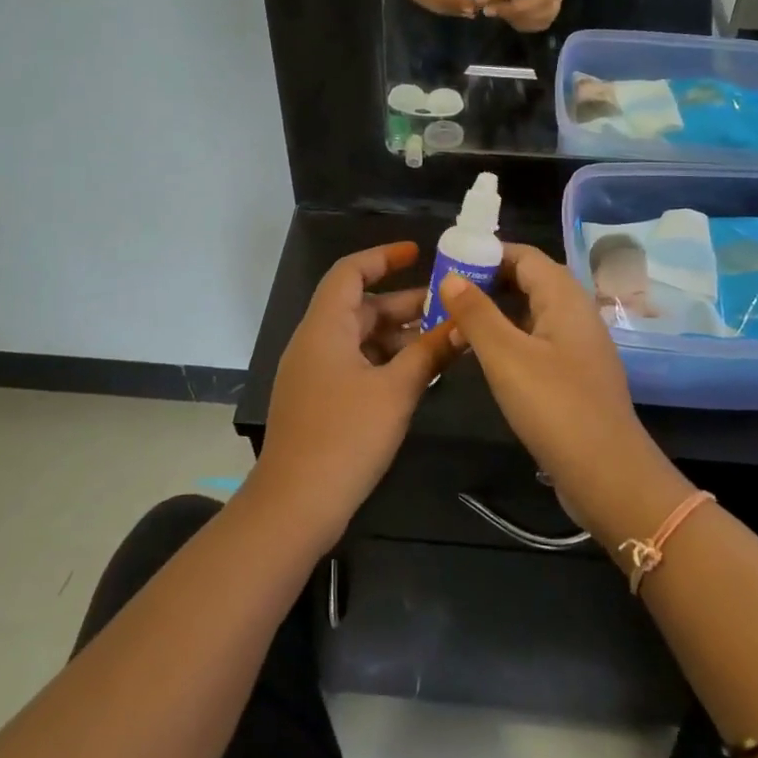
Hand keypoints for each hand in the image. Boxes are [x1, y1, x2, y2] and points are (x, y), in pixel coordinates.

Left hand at [249, 242, 458, 547]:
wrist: (295, 505)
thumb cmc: (346, 436)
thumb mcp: (396, 391)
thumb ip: (429, 354)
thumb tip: (462, 325)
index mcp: (325, 327)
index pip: (350, 272)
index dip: (383, 257)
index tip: (418, 253)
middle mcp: (315, 342)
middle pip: (361, 307)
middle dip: (404, 304)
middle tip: (448, 307)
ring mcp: (314, 373)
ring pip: (361, 339)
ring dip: (399, 337)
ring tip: (443, 341)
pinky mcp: (319, 400)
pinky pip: (355, 365)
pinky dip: (386, 362)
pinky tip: (418, 375)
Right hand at [437, 245, 664, 533]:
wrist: (608, 474)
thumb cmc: (555, 406)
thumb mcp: (505, 356)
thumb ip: (476, 313)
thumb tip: (451, 276)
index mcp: (564, 296)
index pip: (523, 255)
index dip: (486, 253)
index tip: (448, 262)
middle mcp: (575, 311)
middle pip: (528, 280)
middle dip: (486, 281)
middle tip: (444, 294)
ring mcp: (578, 344)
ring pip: (531, 311)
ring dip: (495, 311)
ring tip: (454, 322)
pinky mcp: (574, 373)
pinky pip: (536, 339)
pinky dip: (508, 337)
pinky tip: (483, 355)